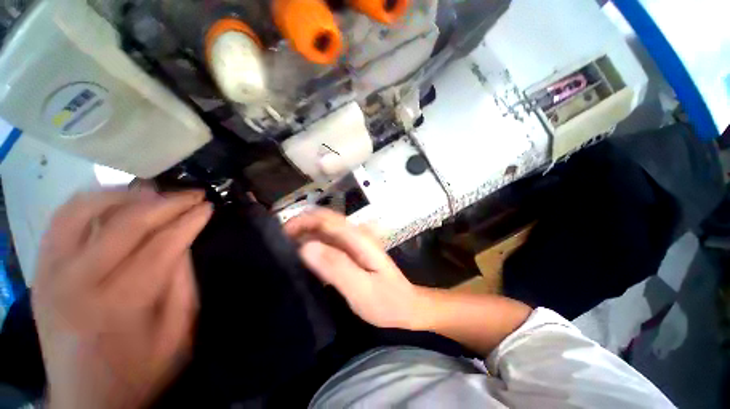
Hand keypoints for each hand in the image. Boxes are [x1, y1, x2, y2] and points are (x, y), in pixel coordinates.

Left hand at [32, 189, 211, 408]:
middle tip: (194, 193)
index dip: (190, 220)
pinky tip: (115, 201)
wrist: (86, 400)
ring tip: (156, 193)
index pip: (162, 244)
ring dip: (127, 195)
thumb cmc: (138, 372)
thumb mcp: (177, 333)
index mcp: (119, 303)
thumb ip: (182, 283)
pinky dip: (91, 201)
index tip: (209, 206)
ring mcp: (52, 272)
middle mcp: (78, 281)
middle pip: (127, 223)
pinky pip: (61, 218)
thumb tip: (184, 241)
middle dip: (168, 202)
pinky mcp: (41, 269)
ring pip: (86, 209)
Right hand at [284, 208, 423, 329]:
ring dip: (305, 237)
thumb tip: (306, 247)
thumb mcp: (361, 288)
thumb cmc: (386, 301)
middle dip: (300, 227)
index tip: (280, 235)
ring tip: (284, 253)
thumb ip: (336, 266)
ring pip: (324, 232)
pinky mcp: (351, 253)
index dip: (302, 221)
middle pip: (323, 222)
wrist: (406, 306)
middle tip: (278, 246)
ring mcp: (353, 243)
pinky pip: (328, 244)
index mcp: (358, 238)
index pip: (326, 218)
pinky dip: (313, 247)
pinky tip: (302, 261)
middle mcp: (355, 235)